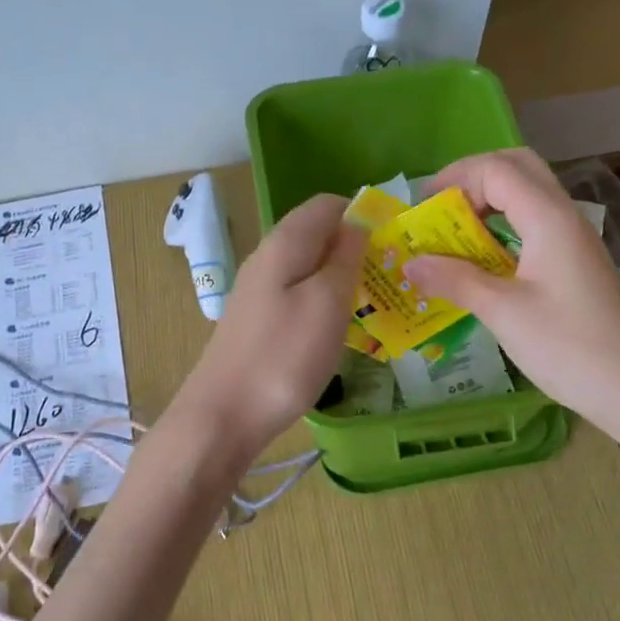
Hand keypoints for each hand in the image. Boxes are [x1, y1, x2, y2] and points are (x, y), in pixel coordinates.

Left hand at [174, 193, 366, 455]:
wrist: (224, 415)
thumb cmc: (284, 356)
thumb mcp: (327, 302)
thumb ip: (345, 257)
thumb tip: (358, 222)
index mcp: (284, 243)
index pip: (327, 204)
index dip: (363, 214)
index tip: (395, 242)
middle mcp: (267, 259)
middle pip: (317, 235)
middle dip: (356, 248)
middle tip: (392, 278)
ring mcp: (259, 292)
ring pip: (309, 268)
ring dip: (342, 279)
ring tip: (375, 304)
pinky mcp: (258, 322)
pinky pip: (298, 296)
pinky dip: (324, 304)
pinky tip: (340, 329)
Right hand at [406, 150, 619, 436]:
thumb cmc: (567, 346)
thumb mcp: (502, 312)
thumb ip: (455, 280)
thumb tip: (410, 264)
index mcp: (548, 218)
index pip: (496, 170)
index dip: (455, 179)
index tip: (421, 209)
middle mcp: (563, 217)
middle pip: (517, 169)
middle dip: (472, 179)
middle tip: (440, 210)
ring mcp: (572, 240)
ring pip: (527, 197)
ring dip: (487, 204)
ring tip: (452, 236)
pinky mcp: (573, 264)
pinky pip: (532, 226)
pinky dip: (501, 229)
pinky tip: (480, 262)